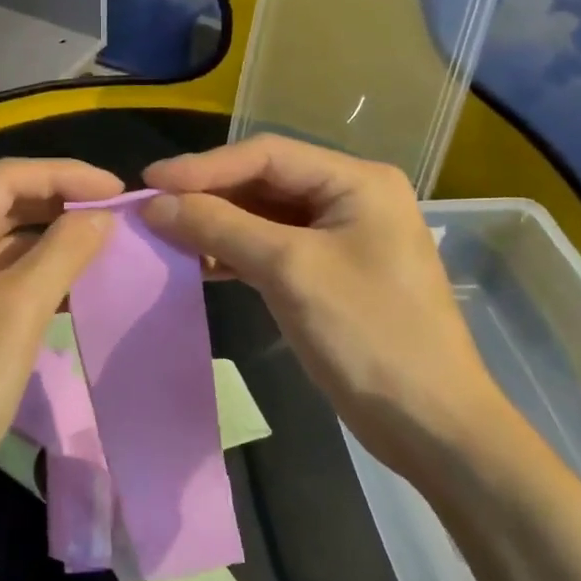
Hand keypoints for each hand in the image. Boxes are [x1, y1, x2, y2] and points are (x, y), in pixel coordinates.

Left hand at [0, 157, 120, 529]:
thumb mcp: (18, 313)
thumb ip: (63, 253)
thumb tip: (101, 215)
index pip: (7, 179)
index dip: (66, 175)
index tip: (117, 191)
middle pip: (2, 206)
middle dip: (59, 206)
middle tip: (114, 217)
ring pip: (0, 242)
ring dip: (49, 240)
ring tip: (102, 245)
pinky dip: (32, 273)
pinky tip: (71, 283)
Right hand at [141, 136, 509, 468]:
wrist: (431, 425)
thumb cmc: (368, 335)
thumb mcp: (289, 271)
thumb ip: (220, 227)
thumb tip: (154, 203)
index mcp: (356, 181)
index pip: (267, 155)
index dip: (203, 167)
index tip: (149, 182)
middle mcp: (351, 199)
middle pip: (265, 182)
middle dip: (208, 196)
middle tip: (151, 210)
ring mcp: (342, 238)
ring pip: (265, 218)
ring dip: (217, 226)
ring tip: (166, 237)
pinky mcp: (330, 275)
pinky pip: (273, 250)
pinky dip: (236, 254)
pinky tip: (201, 265)